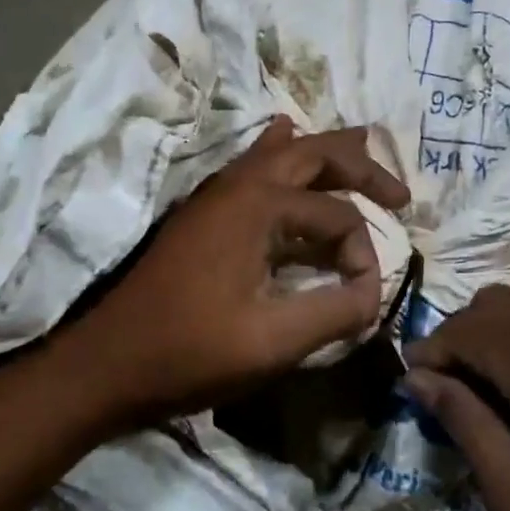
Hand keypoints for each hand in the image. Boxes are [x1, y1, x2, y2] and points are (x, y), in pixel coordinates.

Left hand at [66, 118, 408, 427]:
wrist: (108, 364)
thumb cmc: (189, 352)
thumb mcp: (273, 341)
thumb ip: (336, 312)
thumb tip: (374, 293)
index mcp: (257, 204)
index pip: (337, 215)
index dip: (362, 255)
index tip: (363, 299)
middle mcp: (238, 184)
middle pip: (313, 152)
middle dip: (361, 167)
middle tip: (401, 194)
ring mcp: (216, 194)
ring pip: (282, 153)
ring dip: (325, 157)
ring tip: (362, 160)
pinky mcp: (204, 214)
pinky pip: (254, 168)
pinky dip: (283, 157)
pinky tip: (287, 145)